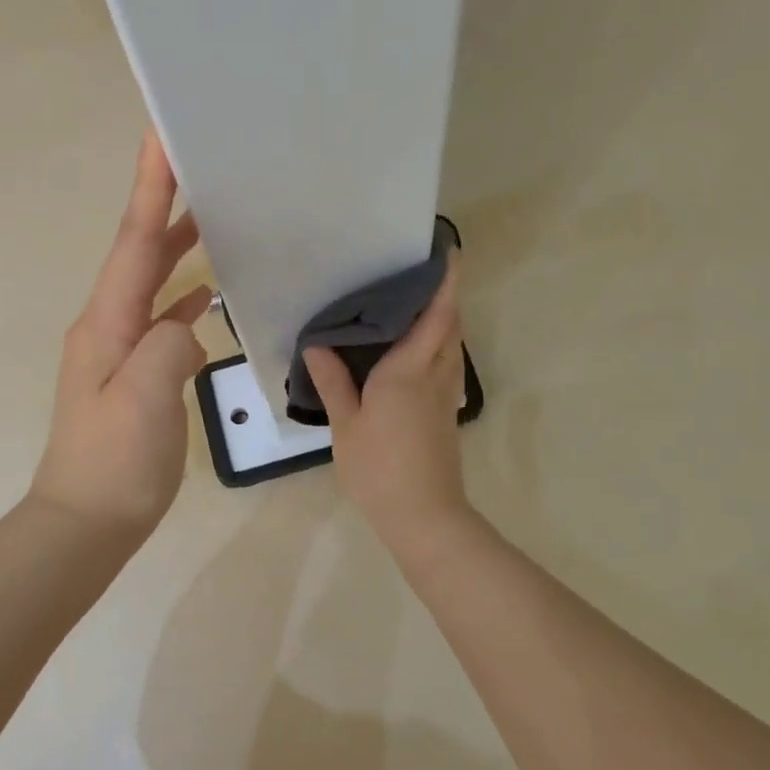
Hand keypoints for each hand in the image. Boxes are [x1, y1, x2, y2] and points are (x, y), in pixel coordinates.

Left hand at [30, 129, 211, 542]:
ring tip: (210, 215)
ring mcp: (119, 349)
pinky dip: (183, 298)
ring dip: (175, 246)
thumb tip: (189, 322)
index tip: (160, 137)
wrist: (87, 520)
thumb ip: (169, 345)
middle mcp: (107, 324)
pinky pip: (161, 319)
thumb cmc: (113, 461)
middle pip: (139, 252)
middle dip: (163, 204)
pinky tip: (208, 295)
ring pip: (150, 283)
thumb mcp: (143, 399)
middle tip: (195, 162)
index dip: (149, 188)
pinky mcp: (135, 373)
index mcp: (106, 322)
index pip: (133, 241)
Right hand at [304, 254, 474, 554]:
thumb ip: (333, 381)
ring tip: (417, 306)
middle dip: (445, 296)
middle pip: (450, 326)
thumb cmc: (379, 468)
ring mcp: (445, 396)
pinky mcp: (446, 413)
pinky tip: (416, 352)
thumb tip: (317, 343)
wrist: (424, 516)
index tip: (449, 254)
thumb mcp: (346, 425)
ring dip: (445, 320)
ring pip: (452, 346)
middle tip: (422, 274)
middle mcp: (434, 375)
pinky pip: (447, 365)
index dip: (444, 283)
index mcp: (408, 371)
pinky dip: (439, 345)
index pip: (434, 316)